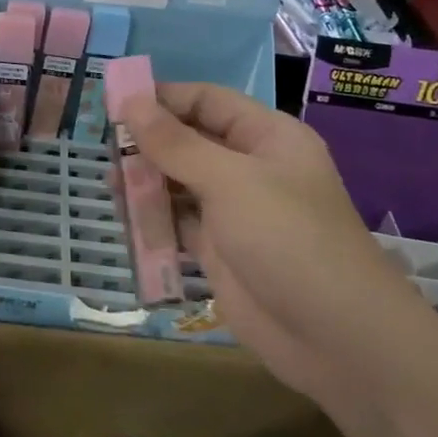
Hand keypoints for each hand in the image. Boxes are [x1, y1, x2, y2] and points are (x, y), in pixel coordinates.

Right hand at [122, 83, 437, 407]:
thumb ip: (175, 143)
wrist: (335, 338)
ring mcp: (234, 212)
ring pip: (179, 183)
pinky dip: (152, 220)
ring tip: (108, 184)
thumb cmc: (288, 239)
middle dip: (148, 142)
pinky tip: (124, 217)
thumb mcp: (229, 180)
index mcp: (266, 138)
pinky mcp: (219, 251)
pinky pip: (177, 224)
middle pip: (189, 141)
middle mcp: (250, 168)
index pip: (207, 101)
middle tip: (102, 146)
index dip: (162, 98)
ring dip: (146, 182)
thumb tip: (130, 102)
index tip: (113, 102)